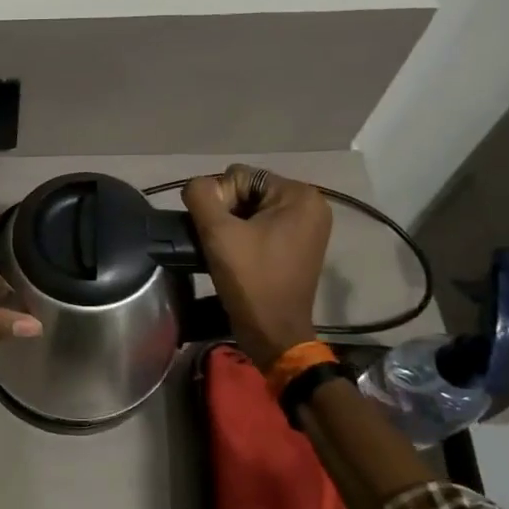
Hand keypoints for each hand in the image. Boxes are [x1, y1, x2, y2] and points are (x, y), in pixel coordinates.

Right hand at [182, 165, 331, 369]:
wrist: (273, 332)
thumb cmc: (251, 280)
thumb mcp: (218, 233)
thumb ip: (201, 196)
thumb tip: (197, 186)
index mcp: (300, 195)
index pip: (239, 176)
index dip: (219, 202)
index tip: (220, 235)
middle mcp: (311, 204)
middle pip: (247, 191)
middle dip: (227, 214)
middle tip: (222, 245)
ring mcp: (308, 226)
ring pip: (251, 209)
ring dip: (233, 227)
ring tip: (228, 253)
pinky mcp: (299, 245)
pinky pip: (262, 226)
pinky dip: (245, 237)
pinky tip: (238, 257)